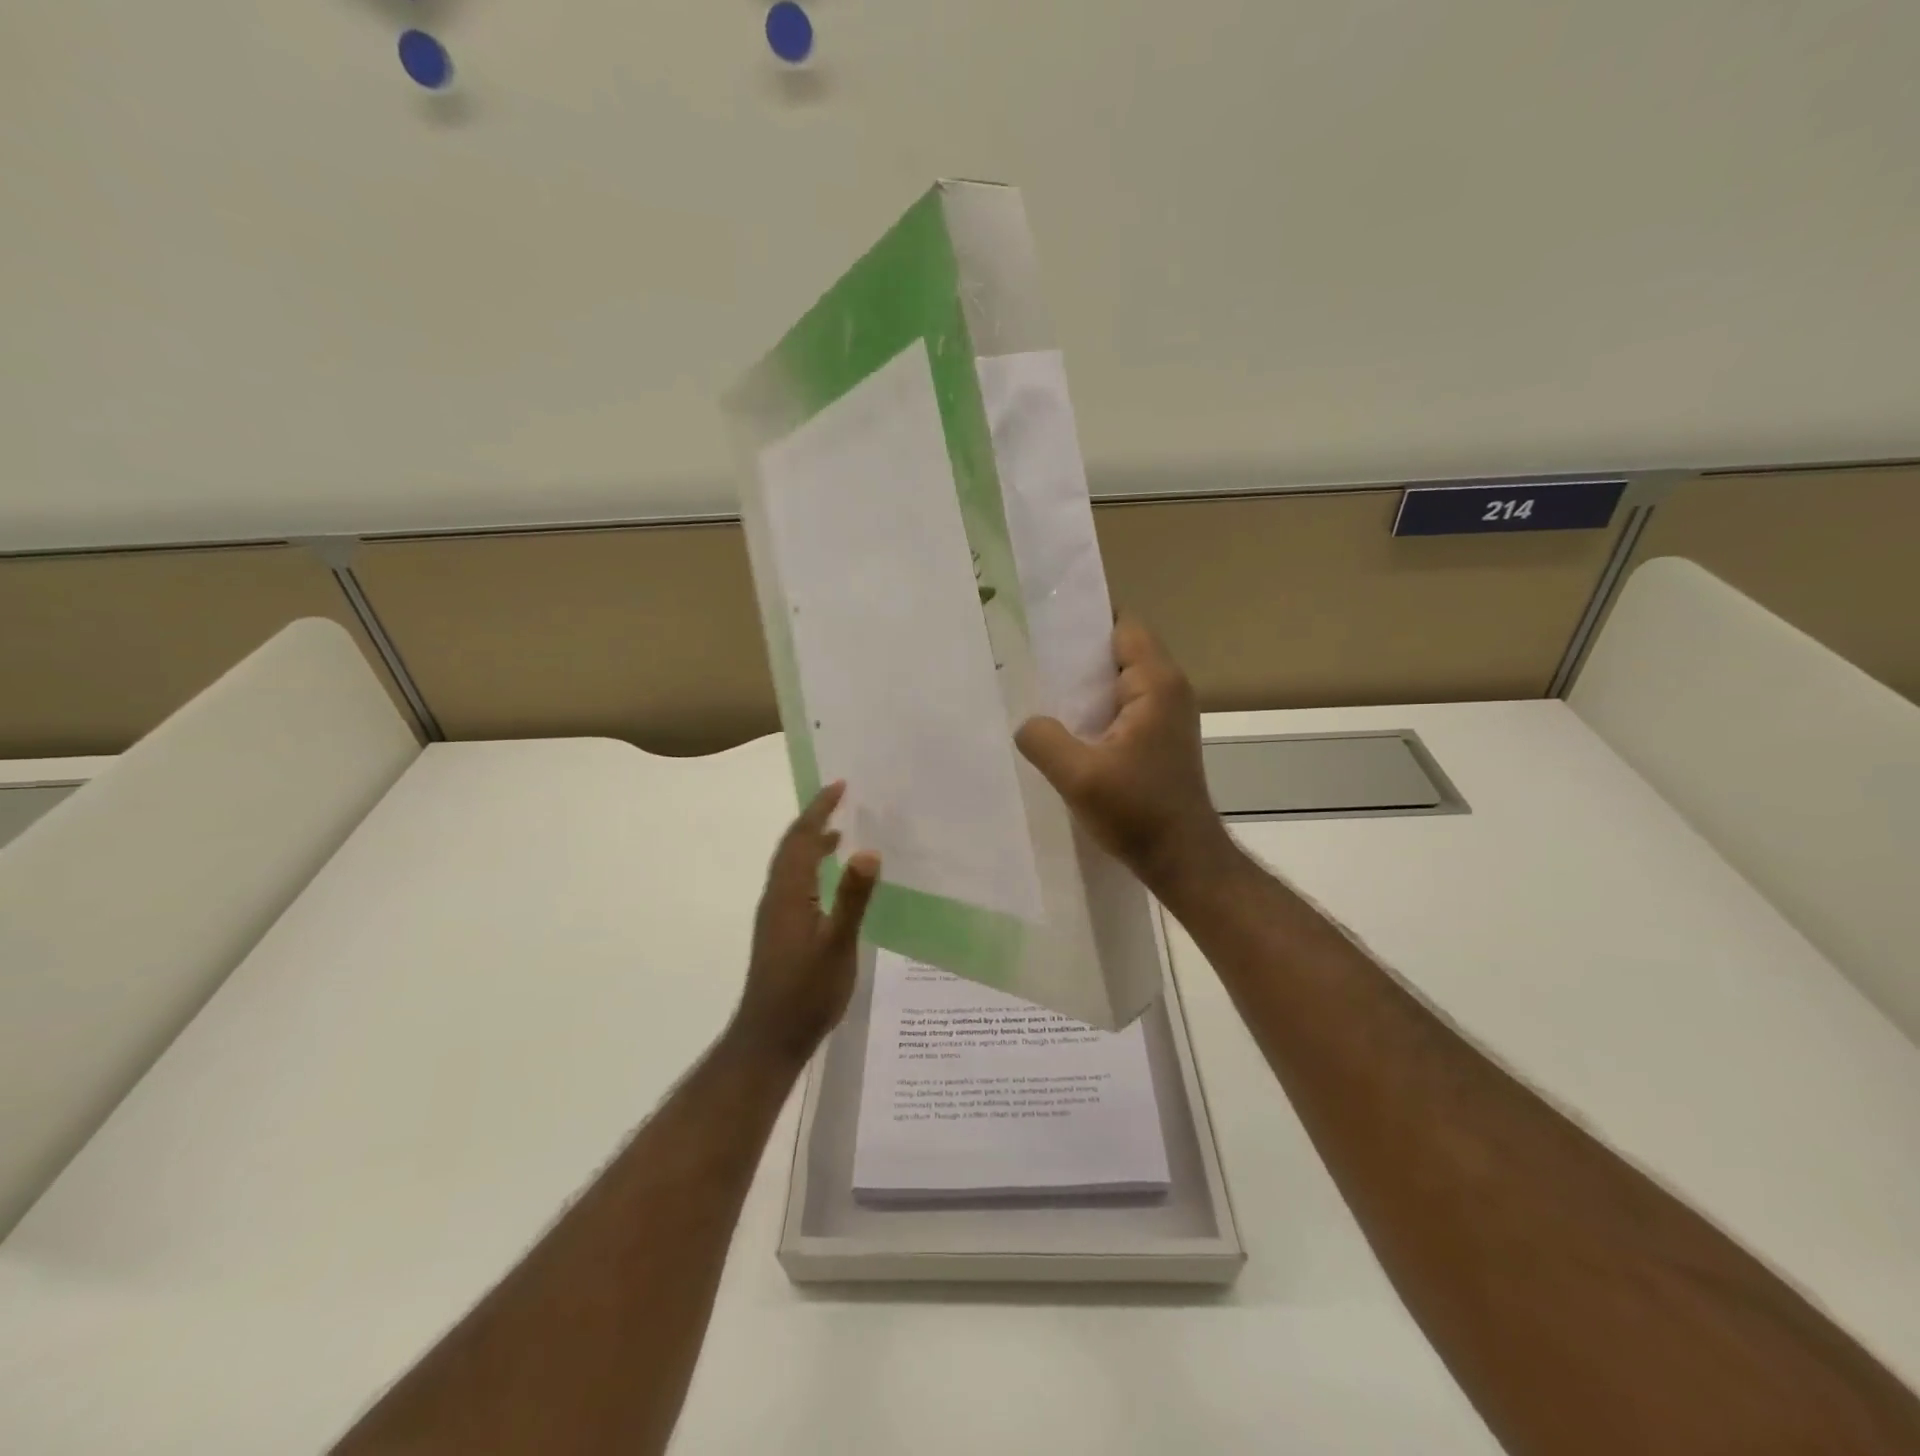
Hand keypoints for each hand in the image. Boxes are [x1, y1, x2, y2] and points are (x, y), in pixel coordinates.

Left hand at [730, 782, 880, 1064]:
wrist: (770, 1039)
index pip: (802, 839)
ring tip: (840, 832)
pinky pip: (795, 883)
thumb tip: (868, 850)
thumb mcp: (837, 945)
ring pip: (791, 866)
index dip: (819, 810)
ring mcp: (776, 915)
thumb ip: (852, 898)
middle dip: (814, 819)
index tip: (839, 786)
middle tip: (841, 799)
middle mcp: (777, 897)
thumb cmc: (806, 993)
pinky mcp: (780, 931)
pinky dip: (812, 867)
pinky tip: (830, 881)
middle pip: (792, 847)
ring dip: (812, 842)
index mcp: (788, 893)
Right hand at [1016, 616, 1232, 896]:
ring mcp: (1167, 715)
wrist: (1182, 859)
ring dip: (1086, 688)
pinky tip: (1066, 729)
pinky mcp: (1160, 739)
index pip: (1122, 626)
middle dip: (1078, 656)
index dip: (1085, 623)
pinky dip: (1097, 711)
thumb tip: (1027, 723)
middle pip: (1120, 651)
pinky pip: (1123, 707)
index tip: (1043, 628)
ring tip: (1041, 694)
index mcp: (1156, 683)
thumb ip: (1044, 739)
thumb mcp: (1079, 776)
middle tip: (1030, 663)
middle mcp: (1169, 689)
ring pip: (1120, 682)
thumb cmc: (1138, 812)